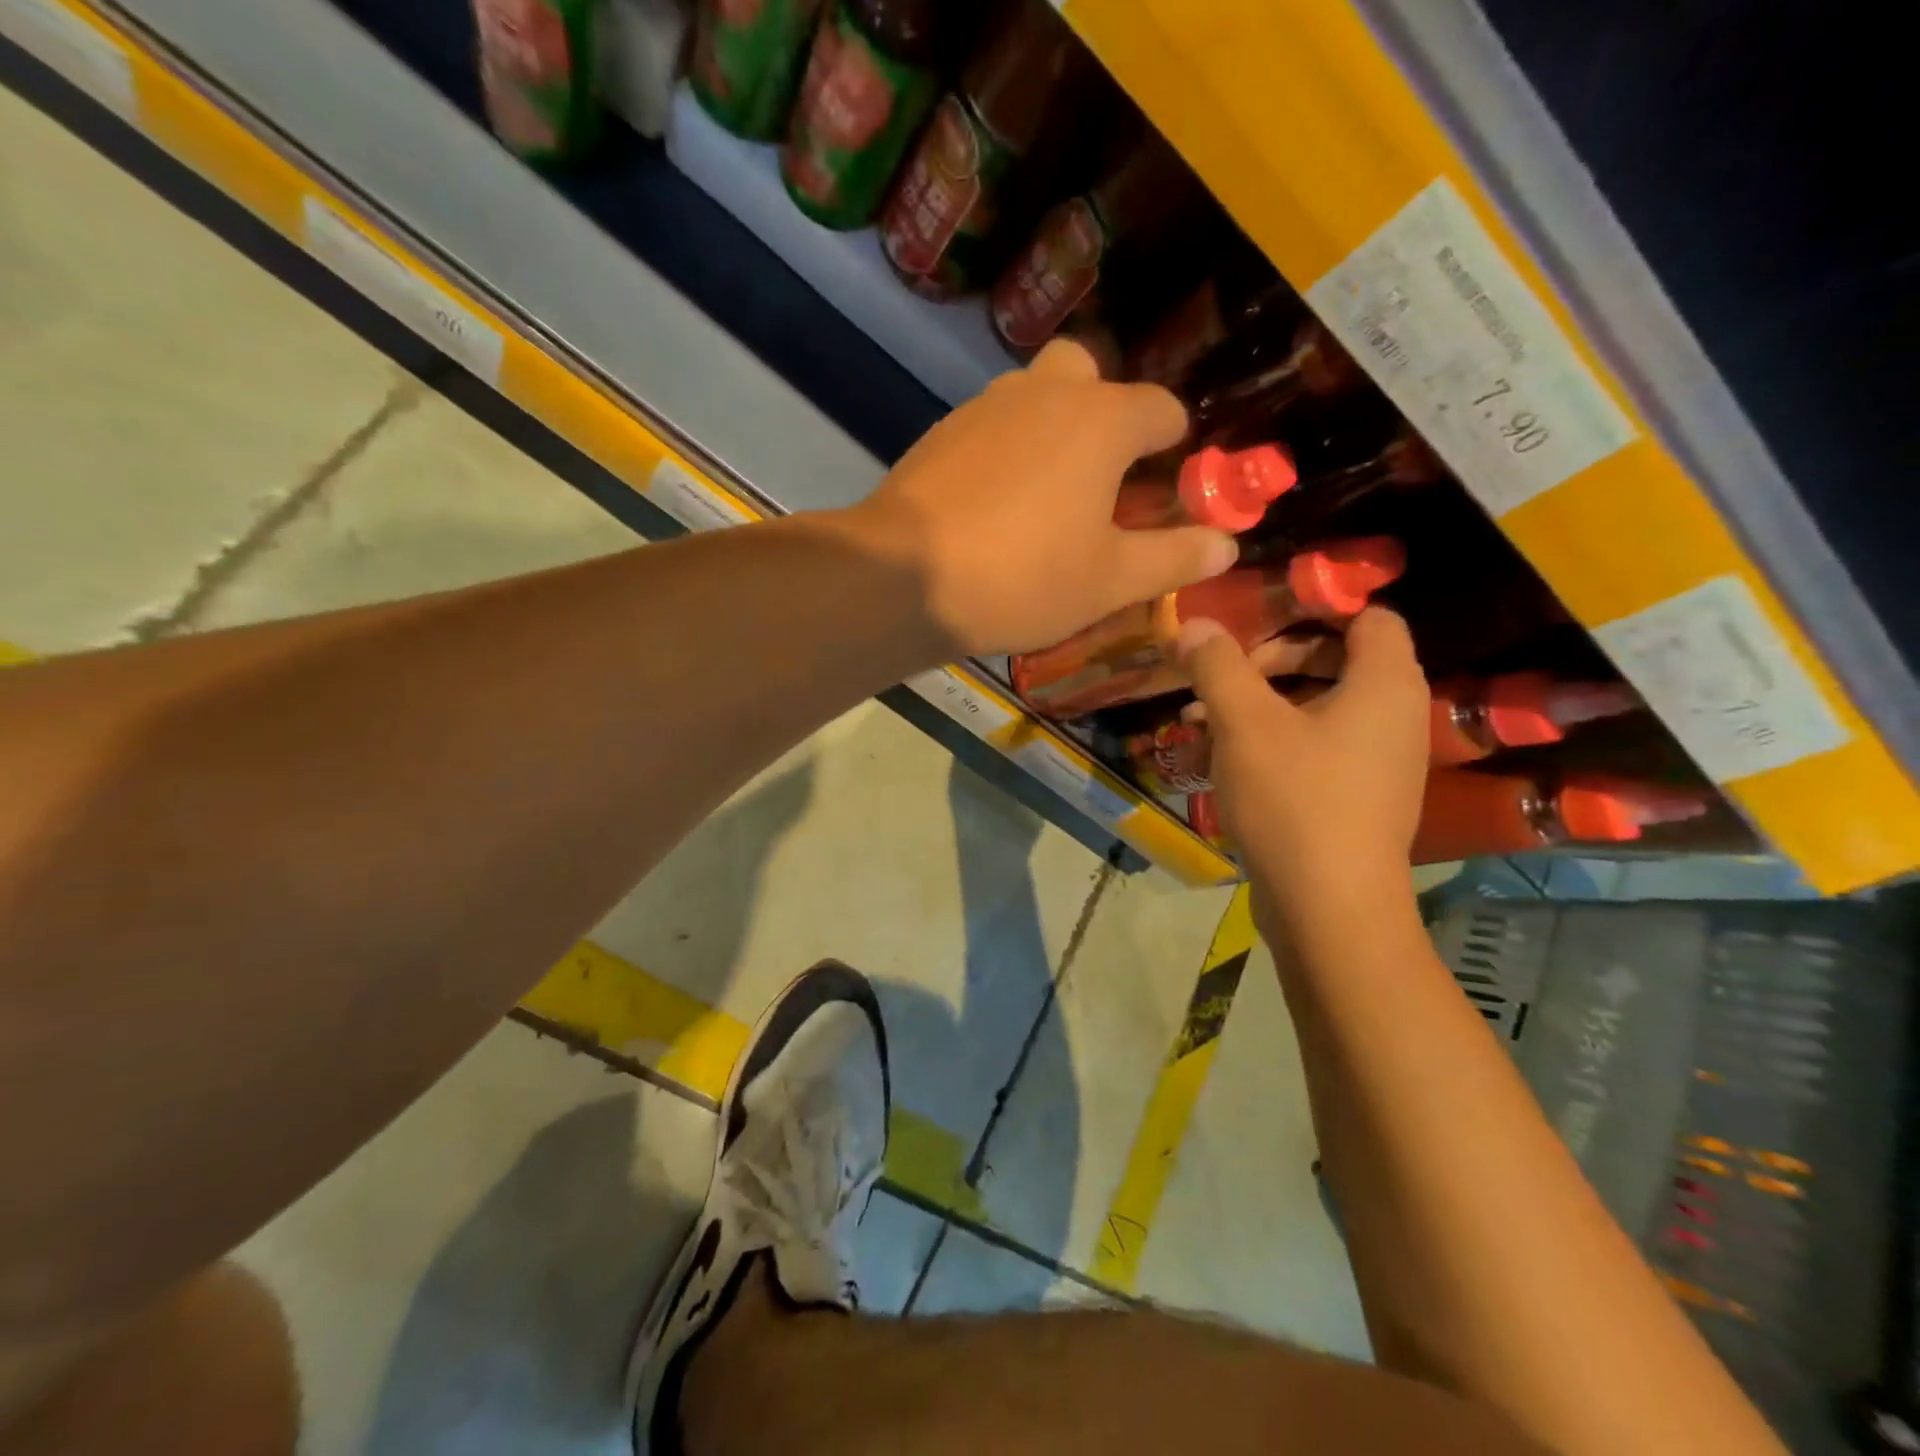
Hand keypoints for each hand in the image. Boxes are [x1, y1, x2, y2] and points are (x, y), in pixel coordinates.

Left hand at [842, 340, 1237, 655]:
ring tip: (1046, 498)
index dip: (1175, 445)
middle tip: (1101, 477)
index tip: (1169, 483)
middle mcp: (1044, 393)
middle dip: (1105, 414)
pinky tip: (994, 505)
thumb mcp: (1110, 581)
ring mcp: (984, 407)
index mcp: (1101, 420)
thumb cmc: (1023, 578)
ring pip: (1033, 397)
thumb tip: (1226, 544)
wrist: (903, 580)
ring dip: (1051, 430)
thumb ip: (1173, 558)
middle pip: (1090, 376)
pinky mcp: (940, 433)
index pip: (1161, 409)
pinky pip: (990, 428)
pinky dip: (1005, 452)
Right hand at [1180, 608, 1429, 916]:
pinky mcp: (1355, 799)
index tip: (1254, 625)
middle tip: (1218, 680)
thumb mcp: (1244, 723)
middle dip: (1266, 665)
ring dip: (1256, 708)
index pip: (1367, 617)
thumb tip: (1191, 623)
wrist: (1328, 908)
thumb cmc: (1294, 799)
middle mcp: (1393, 717)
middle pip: (1333, 661)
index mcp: (1384, 684)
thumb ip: (1217, 665)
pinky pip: (1312, 750)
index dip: (1313, 611)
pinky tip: (1215, 763)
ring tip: (1196, 725)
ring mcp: (1377, 763)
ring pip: (1313, 710)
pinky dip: (1269, 745)